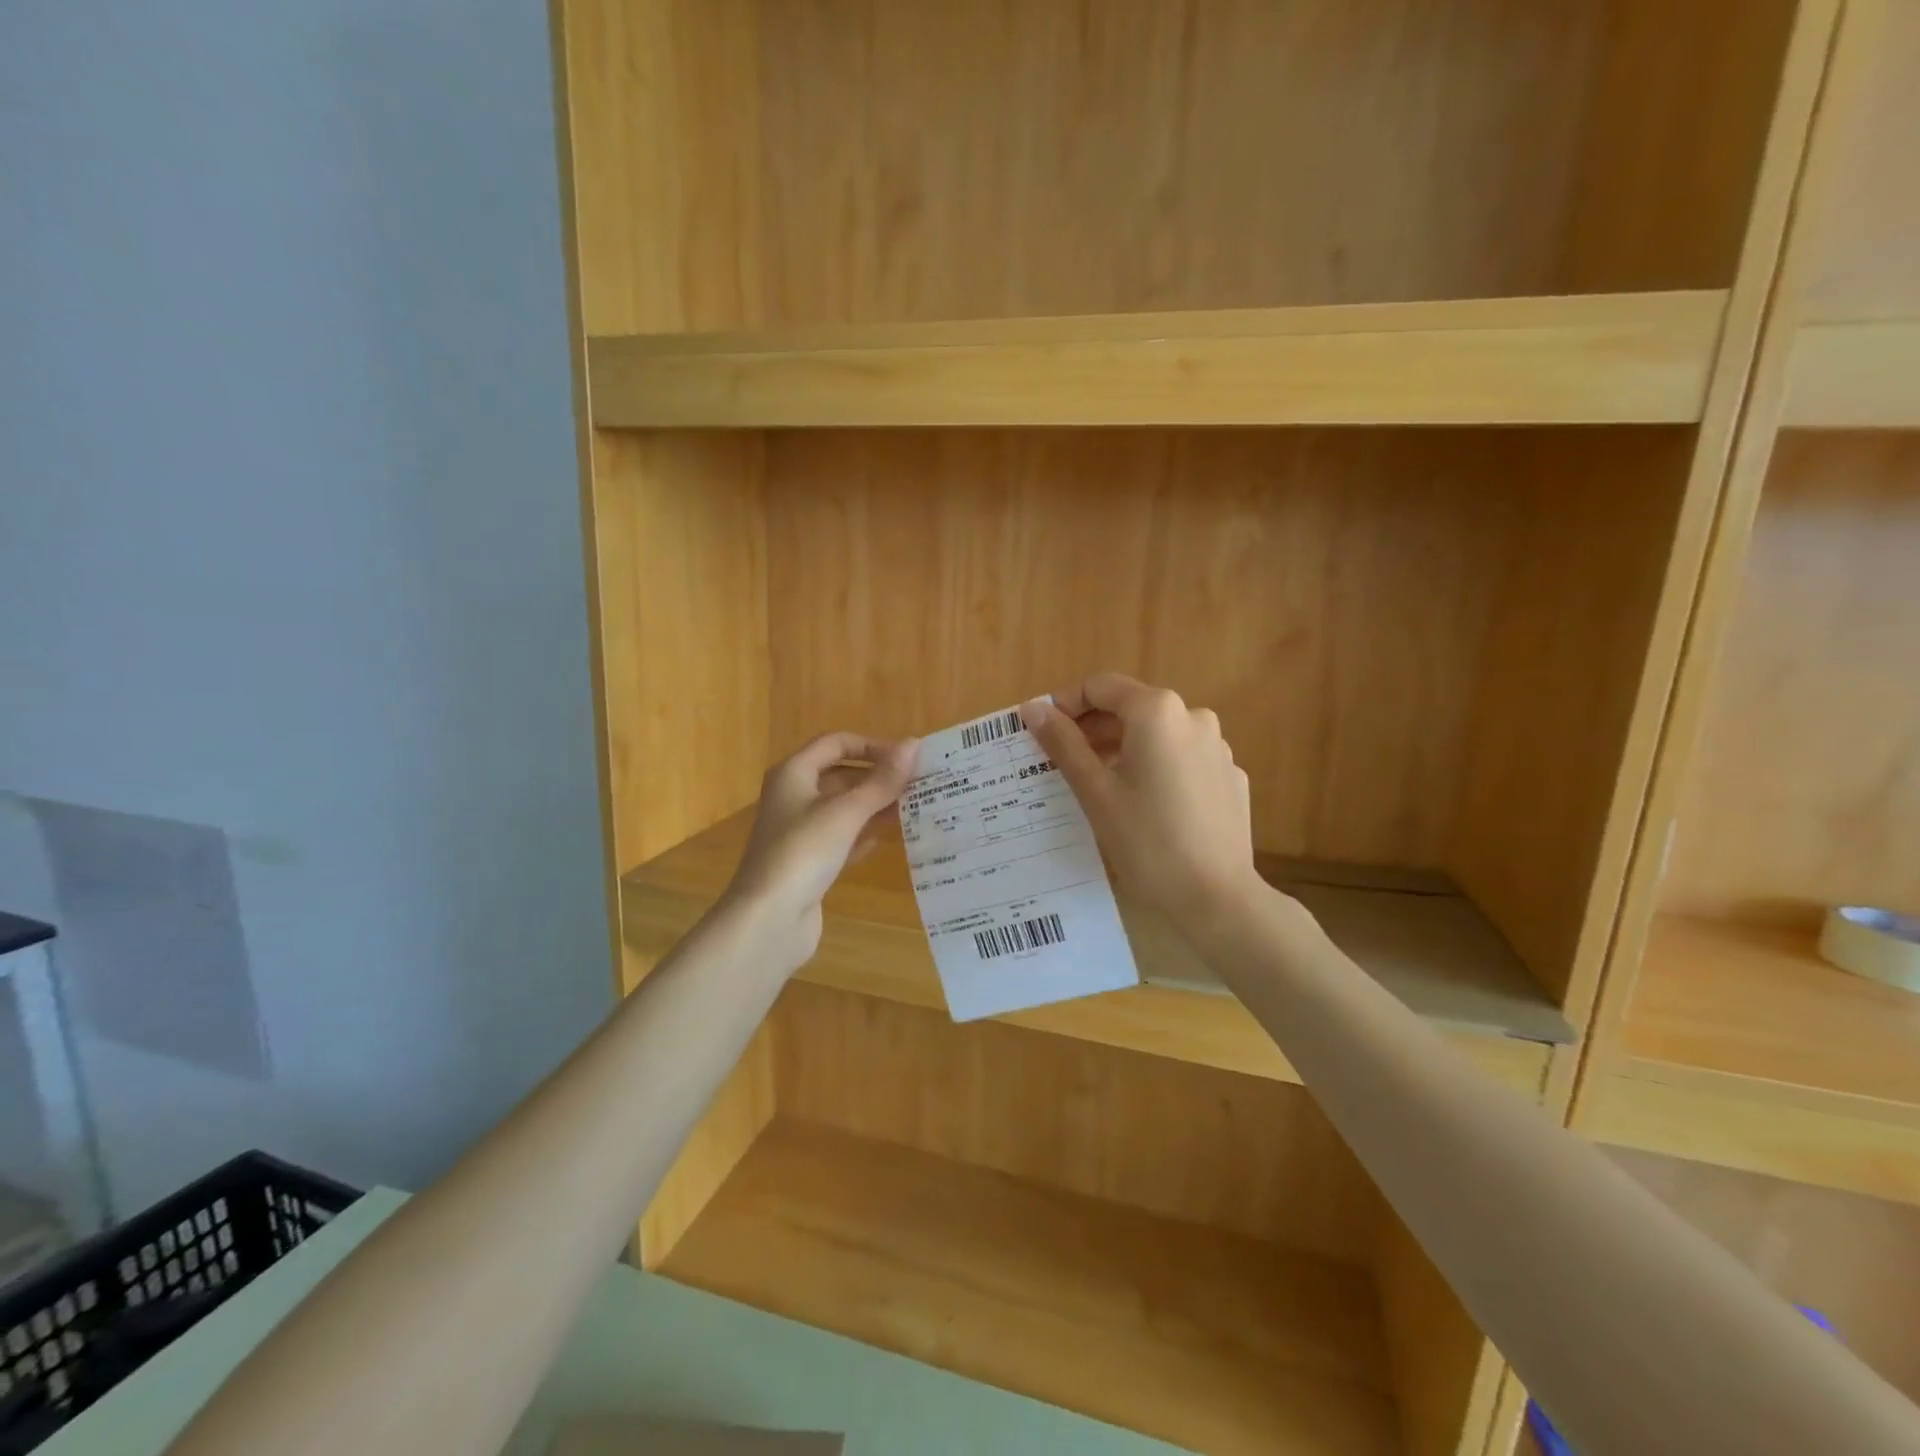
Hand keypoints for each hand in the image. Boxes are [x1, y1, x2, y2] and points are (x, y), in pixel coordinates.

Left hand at [723, 731, 919, 968]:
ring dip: (876, 807)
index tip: (907, 759)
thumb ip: (882, 781)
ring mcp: (800, 832)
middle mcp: (794, 797)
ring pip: (844, 809)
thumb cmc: (804, 853)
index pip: (836, 743)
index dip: (871, 745)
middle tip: (919, 784)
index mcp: (793, 774)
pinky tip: (891, 840)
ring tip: (916, 808)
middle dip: (878, 778)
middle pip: (841, 776)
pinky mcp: (809, 863)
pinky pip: (842, 839)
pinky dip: (864, 836)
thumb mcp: (846, 812)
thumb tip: (914, 745)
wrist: (769, 920)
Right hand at [1021, 675, 1259, 929]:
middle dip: (1092, 729)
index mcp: (1157, 712)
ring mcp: (1217, 748)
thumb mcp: (1095, 791)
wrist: (1217, 898)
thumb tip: (1033, 709)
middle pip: (1131, 708)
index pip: (1101, 687)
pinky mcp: (1229, 777)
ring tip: (1097, 784)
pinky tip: (1142, 805)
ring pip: (1158, 735)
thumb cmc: (1147, 841)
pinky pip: (1182, 758)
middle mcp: (1193, 717)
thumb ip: (1063, 743)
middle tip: (1060, 762)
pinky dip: (1155, 768)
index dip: (1065, 704)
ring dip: (1122, 748)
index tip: (1041, 732)